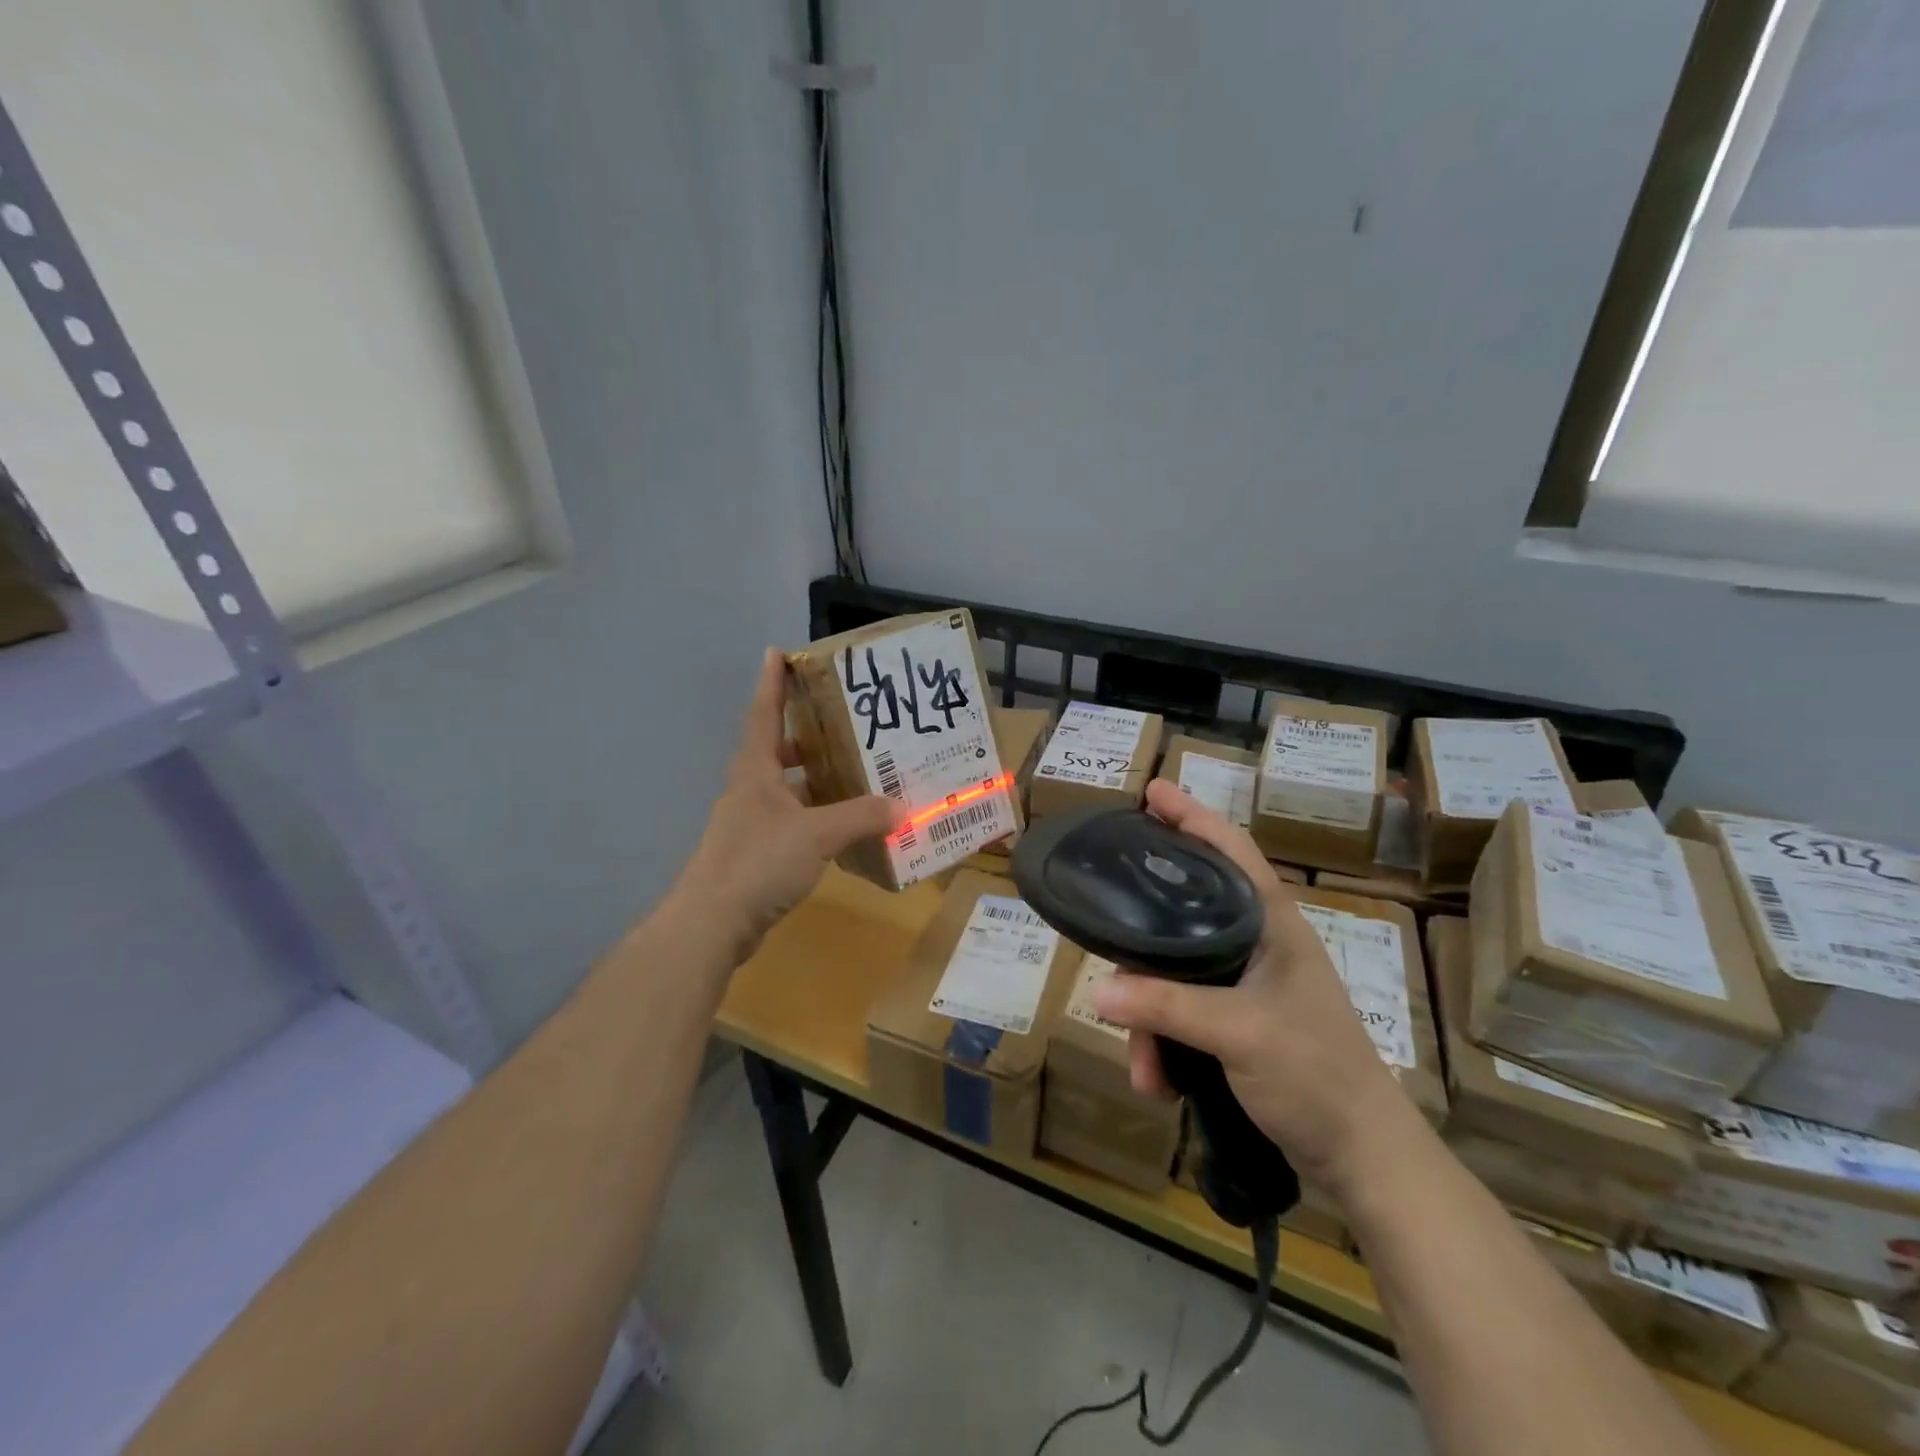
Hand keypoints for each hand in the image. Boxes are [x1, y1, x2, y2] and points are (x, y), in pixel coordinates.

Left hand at [672, 649, 903, 963]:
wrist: (713, 923)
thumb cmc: (758, 862)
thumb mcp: (816, 834)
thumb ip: (860, 817)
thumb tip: (902, 807)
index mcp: (755, 771)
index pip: (764, 714)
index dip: (772, 682)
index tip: (778, 651)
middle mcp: (751, 790)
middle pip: (777, 750)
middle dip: (805, 734)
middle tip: (843, 722)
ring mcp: (752, 823)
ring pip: (788, 789)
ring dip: (816, 779)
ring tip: (857, 772)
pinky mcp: (759, 853)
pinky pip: (794, 822)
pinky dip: (817, 817)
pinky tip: (846, 825)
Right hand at [1090, 779, 1414, 1196]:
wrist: (1364, 1159)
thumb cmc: (1315, 1073)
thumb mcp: (1238, 1032)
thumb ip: (1166, 1006)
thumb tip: (1097, 990)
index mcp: (1272, 923)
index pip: (1229, 849)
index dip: (1191, 815)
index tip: (1150, 791)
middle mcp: (1258, 944)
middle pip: (1187, 912)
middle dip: (1144, 937)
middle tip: (1104, 922)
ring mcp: (1248, 985)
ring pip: (1177, 974)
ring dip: (1151, 1019)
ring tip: (1144, 1068)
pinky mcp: (1239, 1023)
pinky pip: (1183, 1015)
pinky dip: (1165, 1045)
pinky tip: (1158, 1082)